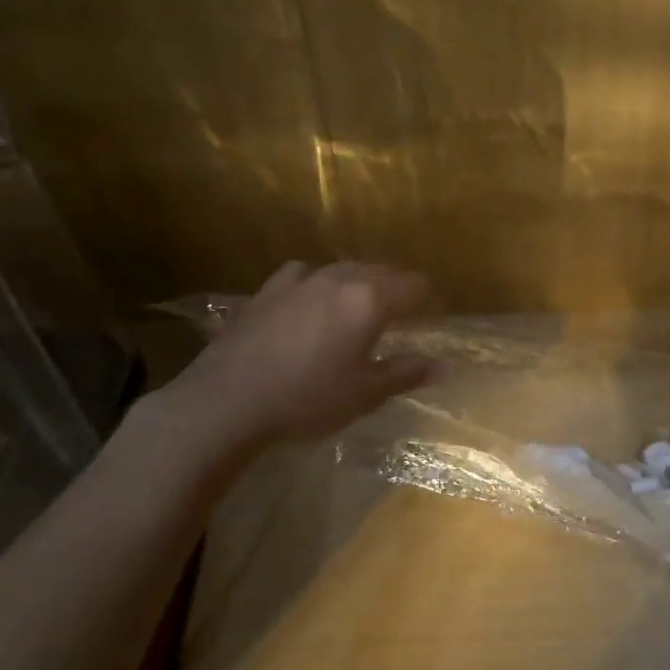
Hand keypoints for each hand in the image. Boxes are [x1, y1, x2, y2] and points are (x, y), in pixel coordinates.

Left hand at [147, 261, 440, 457]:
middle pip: (381, 271)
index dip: (429, 299)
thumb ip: (405, 373)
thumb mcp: (364, 394)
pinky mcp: (268, 289)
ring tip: (360, 304)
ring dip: (360, 281)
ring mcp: (300, 280)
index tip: (433, 316)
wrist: (226, 401)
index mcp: (370, 300)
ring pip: (343, 268)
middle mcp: (339, 279)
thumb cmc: (306, 400)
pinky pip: (304, 274)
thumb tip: (443, 367)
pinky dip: (318, 282)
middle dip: (397, 287)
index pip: (414, 285)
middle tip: (403, 313)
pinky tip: (310, 299)